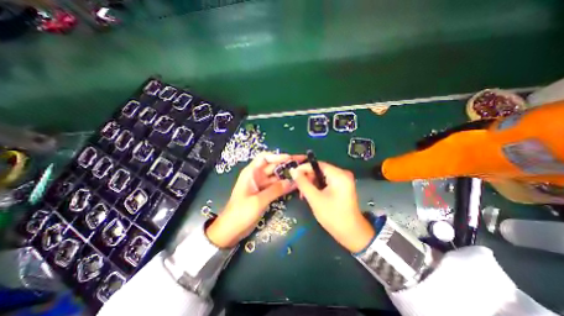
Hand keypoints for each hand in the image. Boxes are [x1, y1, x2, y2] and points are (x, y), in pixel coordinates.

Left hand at [207, 152, 301, 247]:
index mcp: (251, 173)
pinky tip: (295, 185)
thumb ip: (275, 190)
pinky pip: (276, 186)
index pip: (265, 158)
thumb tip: (292, 182)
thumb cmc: (240, 213)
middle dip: (286, 164)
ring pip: (276, 176)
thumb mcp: (258, 201)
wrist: (231, 230)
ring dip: (287, 175)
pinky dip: (284, 185)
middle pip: (273, 166)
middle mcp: (257, 176)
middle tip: (302, 163)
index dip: (277, 156)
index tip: (290, 158)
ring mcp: (261, 185)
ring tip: (302, 174)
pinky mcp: (264, 193)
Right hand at [288, 162, 375, 252]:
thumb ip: (303, 183)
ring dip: (311, 184)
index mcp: (339, 175)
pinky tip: (311, 195)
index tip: (292, 174)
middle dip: (307, 178)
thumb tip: (293, 170)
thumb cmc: (333, 216)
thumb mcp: (315, 199)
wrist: (351, 234)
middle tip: (298, 188)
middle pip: (319, 170)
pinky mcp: (342, 187)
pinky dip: (317, 187)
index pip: (317, 164)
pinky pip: (326, 182)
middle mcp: (342, 174)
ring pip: (321, 177)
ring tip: (304, 195)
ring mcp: (343, 181)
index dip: (304, 168)